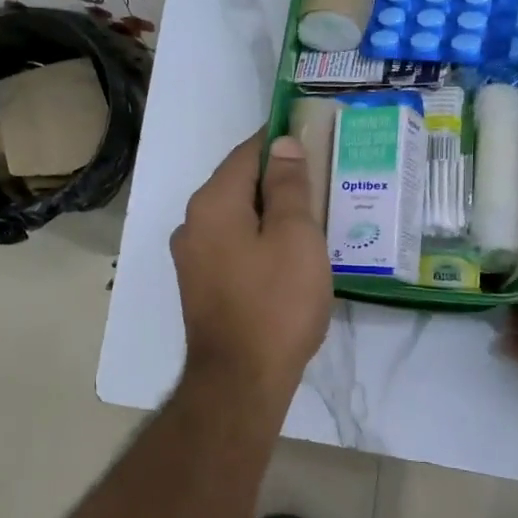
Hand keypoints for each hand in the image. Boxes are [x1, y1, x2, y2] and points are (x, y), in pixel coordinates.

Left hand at [172, 131, 332, 407]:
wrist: (240, 380)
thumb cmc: (276, 303)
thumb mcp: (296, 236)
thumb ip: (289, 185)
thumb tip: (282, 144)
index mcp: (212, 202)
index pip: (247, 152)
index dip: (281, 140)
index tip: (315, 137)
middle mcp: (193, 223)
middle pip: (239, 184)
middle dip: (279, 178)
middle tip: (324, 180)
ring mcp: (192, 257)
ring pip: (237, 217)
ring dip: (271, 212)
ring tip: (314, 216)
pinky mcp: (201, 285)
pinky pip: (233, 245)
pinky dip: (259, 239)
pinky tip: (289, 253)